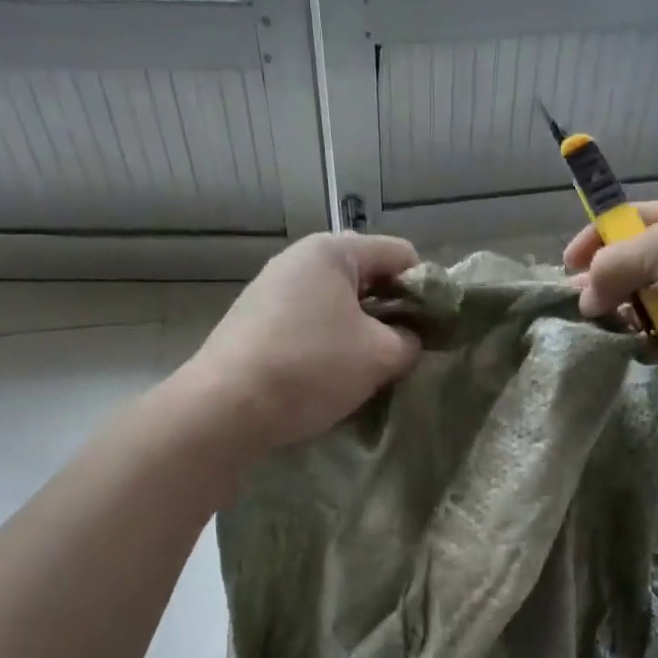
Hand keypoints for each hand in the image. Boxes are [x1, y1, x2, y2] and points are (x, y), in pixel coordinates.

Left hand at [181, 232, 422, 450]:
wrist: (225, 406)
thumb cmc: (311, 367)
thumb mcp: (380, 355)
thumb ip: (410, 340)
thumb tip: (409, 339)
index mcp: (333, 251)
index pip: (401, 254)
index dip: (425, 290)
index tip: (431, 330)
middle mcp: (298, 259)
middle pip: (367, 276)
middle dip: (391, 311)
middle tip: (402, 351)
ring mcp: (271, 288)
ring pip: (337, 302)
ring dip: (360, 330)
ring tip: (367, 368)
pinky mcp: (254, 320)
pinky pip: (309, 321)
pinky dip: (328, 341)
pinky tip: (328, 374)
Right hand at [563, 196, 657, 389]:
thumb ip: (612, 266)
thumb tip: (585, 297)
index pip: (624, 222)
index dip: (593, 240)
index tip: (566, 267)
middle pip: (627, 269)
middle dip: (604, 287)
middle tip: (586, 307)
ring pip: (640, 309)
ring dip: (626, 320)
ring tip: (619, 329)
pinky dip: (649, 346)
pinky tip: (646, 349)